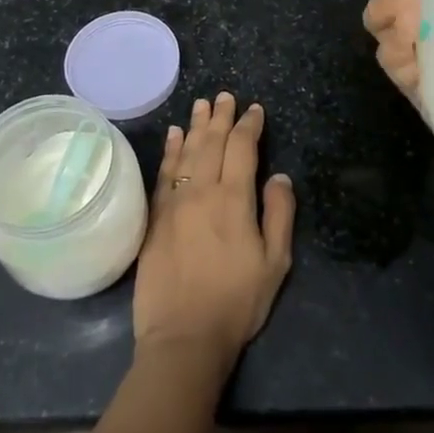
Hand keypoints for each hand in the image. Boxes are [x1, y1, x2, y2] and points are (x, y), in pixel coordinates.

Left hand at [133, 92, 294, 372]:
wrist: (183, 336)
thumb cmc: (237, 302)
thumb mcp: (275, 263)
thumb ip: (279, 214)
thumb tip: (279, 176)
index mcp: (234, 199)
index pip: (242, 148)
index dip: (249, 125)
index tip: (254, 110)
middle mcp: (202, 191)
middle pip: (211, 142)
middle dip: (220, 117)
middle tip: (224, 96)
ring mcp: (174, 202)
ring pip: (185, 151)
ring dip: (194, 126)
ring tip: (201, 105)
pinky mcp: (155, 217)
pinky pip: (163, 172)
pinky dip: (169, 150)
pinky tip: (172, 136)